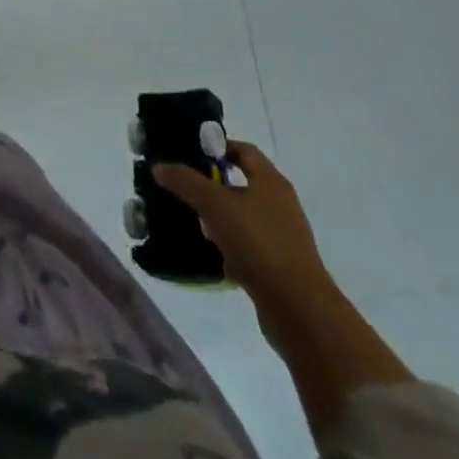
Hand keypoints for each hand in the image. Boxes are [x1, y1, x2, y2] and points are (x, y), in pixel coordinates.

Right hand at [154, 142, 334, 324]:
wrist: (299, 310)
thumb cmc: (258, 243)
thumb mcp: (214, 204)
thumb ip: (185, 181)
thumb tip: (159, 166)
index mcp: (271, 181)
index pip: (242, 150)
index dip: (216, 148)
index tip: (189, 154)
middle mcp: (280, 205)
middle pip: (240, 184)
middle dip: (211, 185)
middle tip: (183, 188)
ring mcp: (283, 238)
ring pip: (242, 217)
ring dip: (218, 219)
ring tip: (191, 222)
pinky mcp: (280, 267)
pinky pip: (248, 247)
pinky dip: (229, 247)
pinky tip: (210, 255)